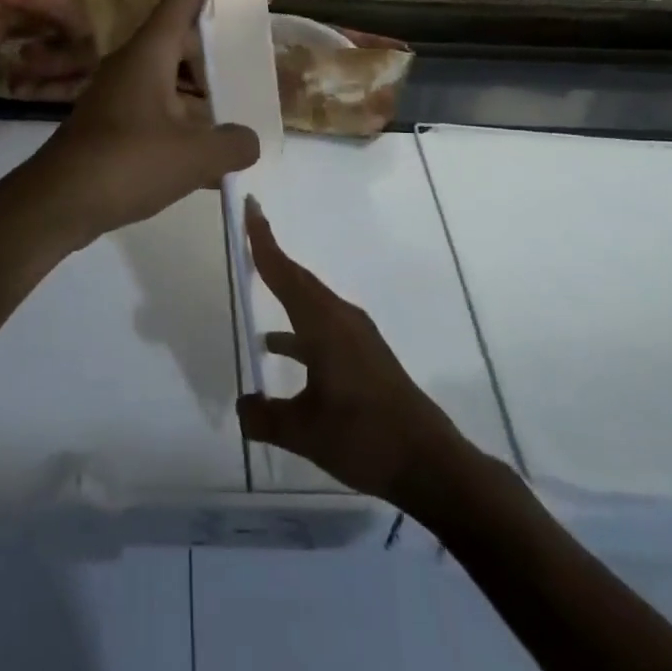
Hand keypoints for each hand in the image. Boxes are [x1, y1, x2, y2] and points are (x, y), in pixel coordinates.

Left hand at [27, 0, 261, 242]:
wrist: (56, 202)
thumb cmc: (124, 164)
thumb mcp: (192, 157)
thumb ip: (232, 145)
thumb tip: (249, 142)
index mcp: (149, 52)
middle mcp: (132, 63)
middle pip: (180, 37)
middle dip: (216, 47)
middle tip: (249, 63)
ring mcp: (119, 94)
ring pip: (170, 77)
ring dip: (202, 92)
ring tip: (236, 117)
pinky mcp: (112, 123)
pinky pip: (159, 110)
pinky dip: (185, 124)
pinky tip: (209, 165)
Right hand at [237, 198, 467, 508]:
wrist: (429, 464)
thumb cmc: (364, 437)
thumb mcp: (304, 432)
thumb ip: (265, 417)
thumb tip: (242, 406)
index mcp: (324, 325)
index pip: (285, 273)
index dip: (263, 240)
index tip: (251, 206)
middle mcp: (341, 319)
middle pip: (298, 279)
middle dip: (272, 256)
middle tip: (248, 233)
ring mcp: (356, 336)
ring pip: (311, 302)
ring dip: (285, 292)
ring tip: (255, 291)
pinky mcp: (364, 355)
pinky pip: (321, 325)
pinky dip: (297, 326)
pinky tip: (278, 348)